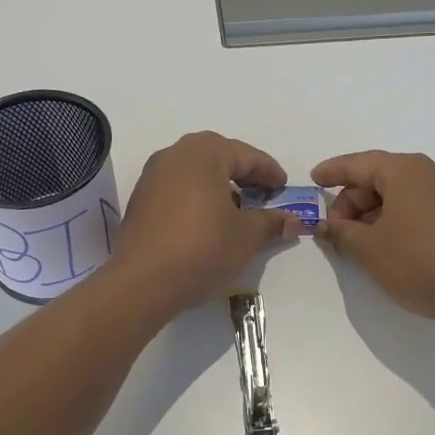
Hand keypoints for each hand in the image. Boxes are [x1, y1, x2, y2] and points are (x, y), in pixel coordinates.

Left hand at [113, 132, 301, 313]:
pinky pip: (177, 188)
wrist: (142, 282)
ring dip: (219, 186)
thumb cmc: (202, 248)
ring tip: (237, 210)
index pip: (246, 155)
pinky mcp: (140, 199)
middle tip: (263, 194)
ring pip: (195, 172)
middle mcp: (175, 154)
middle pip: (218, 157)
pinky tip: (208, 221)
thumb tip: (293, 220)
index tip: (284, 188)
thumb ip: (271, 222)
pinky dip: (197, 197)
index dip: (269, 172)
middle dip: (243, 174)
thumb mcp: (247, 236)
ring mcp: (152, 176)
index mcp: (204, 152)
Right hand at [311, 150, 434, 331]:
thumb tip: (324, 226)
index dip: (333, 171)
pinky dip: (395, 222)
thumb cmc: (418, 261)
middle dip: (351, 202)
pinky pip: (417, 210)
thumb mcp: (369, 249)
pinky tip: (385, 248)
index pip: (359, 164)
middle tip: (334, 231)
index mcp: (405, 170)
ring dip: (373, 216)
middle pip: (378, 179)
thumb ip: (341, 233)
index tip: (313, 179)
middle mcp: (429, 174)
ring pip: (398, 196)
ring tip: (356, 244)